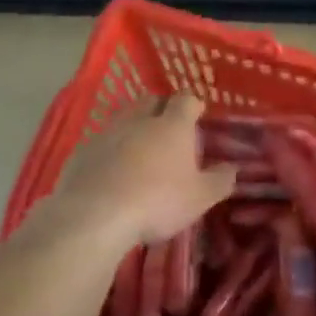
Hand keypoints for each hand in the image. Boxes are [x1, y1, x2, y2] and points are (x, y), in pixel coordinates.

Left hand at [53, 94, 236, 248]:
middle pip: (151, 101)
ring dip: (133, 129)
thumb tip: (232, 168)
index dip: (193, 105)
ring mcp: (107, 132)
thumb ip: (219, 180)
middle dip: (161, 110)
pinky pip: (102, 141)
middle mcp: (139, 120)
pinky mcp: (83, 150)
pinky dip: (110, 150)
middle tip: (168, 130)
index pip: (186, 100)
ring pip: (124, 119)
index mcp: (172, 126)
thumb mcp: (199, 198)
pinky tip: (112, 171)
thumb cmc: (158, 202)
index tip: (198, 115)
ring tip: (140, 151)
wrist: (96, 214)